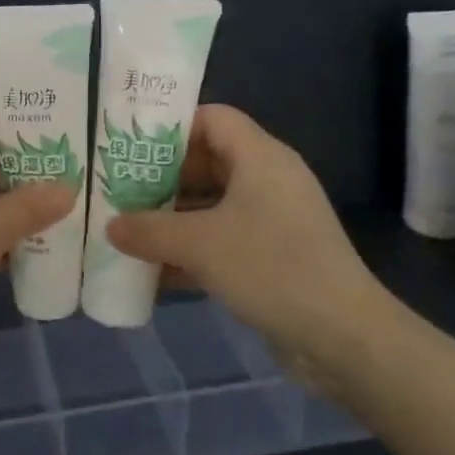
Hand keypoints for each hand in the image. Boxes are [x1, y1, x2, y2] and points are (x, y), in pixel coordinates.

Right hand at [105, 105, 392, 387]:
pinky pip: (224, 239)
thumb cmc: (271, 268)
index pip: (212, 118)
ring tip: (129, 230)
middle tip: (120, 191)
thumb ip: (149, 230)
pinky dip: (193, 250)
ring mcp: (273, 219)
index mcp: (260, 157)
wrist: (343, 336)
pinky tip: (156, 272)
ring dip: (173, 218)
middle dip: (163, 178)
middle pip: (208, 161)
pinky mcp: (274, 255)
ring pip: (213, 205)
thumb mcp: (200, 245)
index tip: (131, 147)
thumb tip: (111, 226)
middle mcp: (268, 179)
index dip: (171, 128)